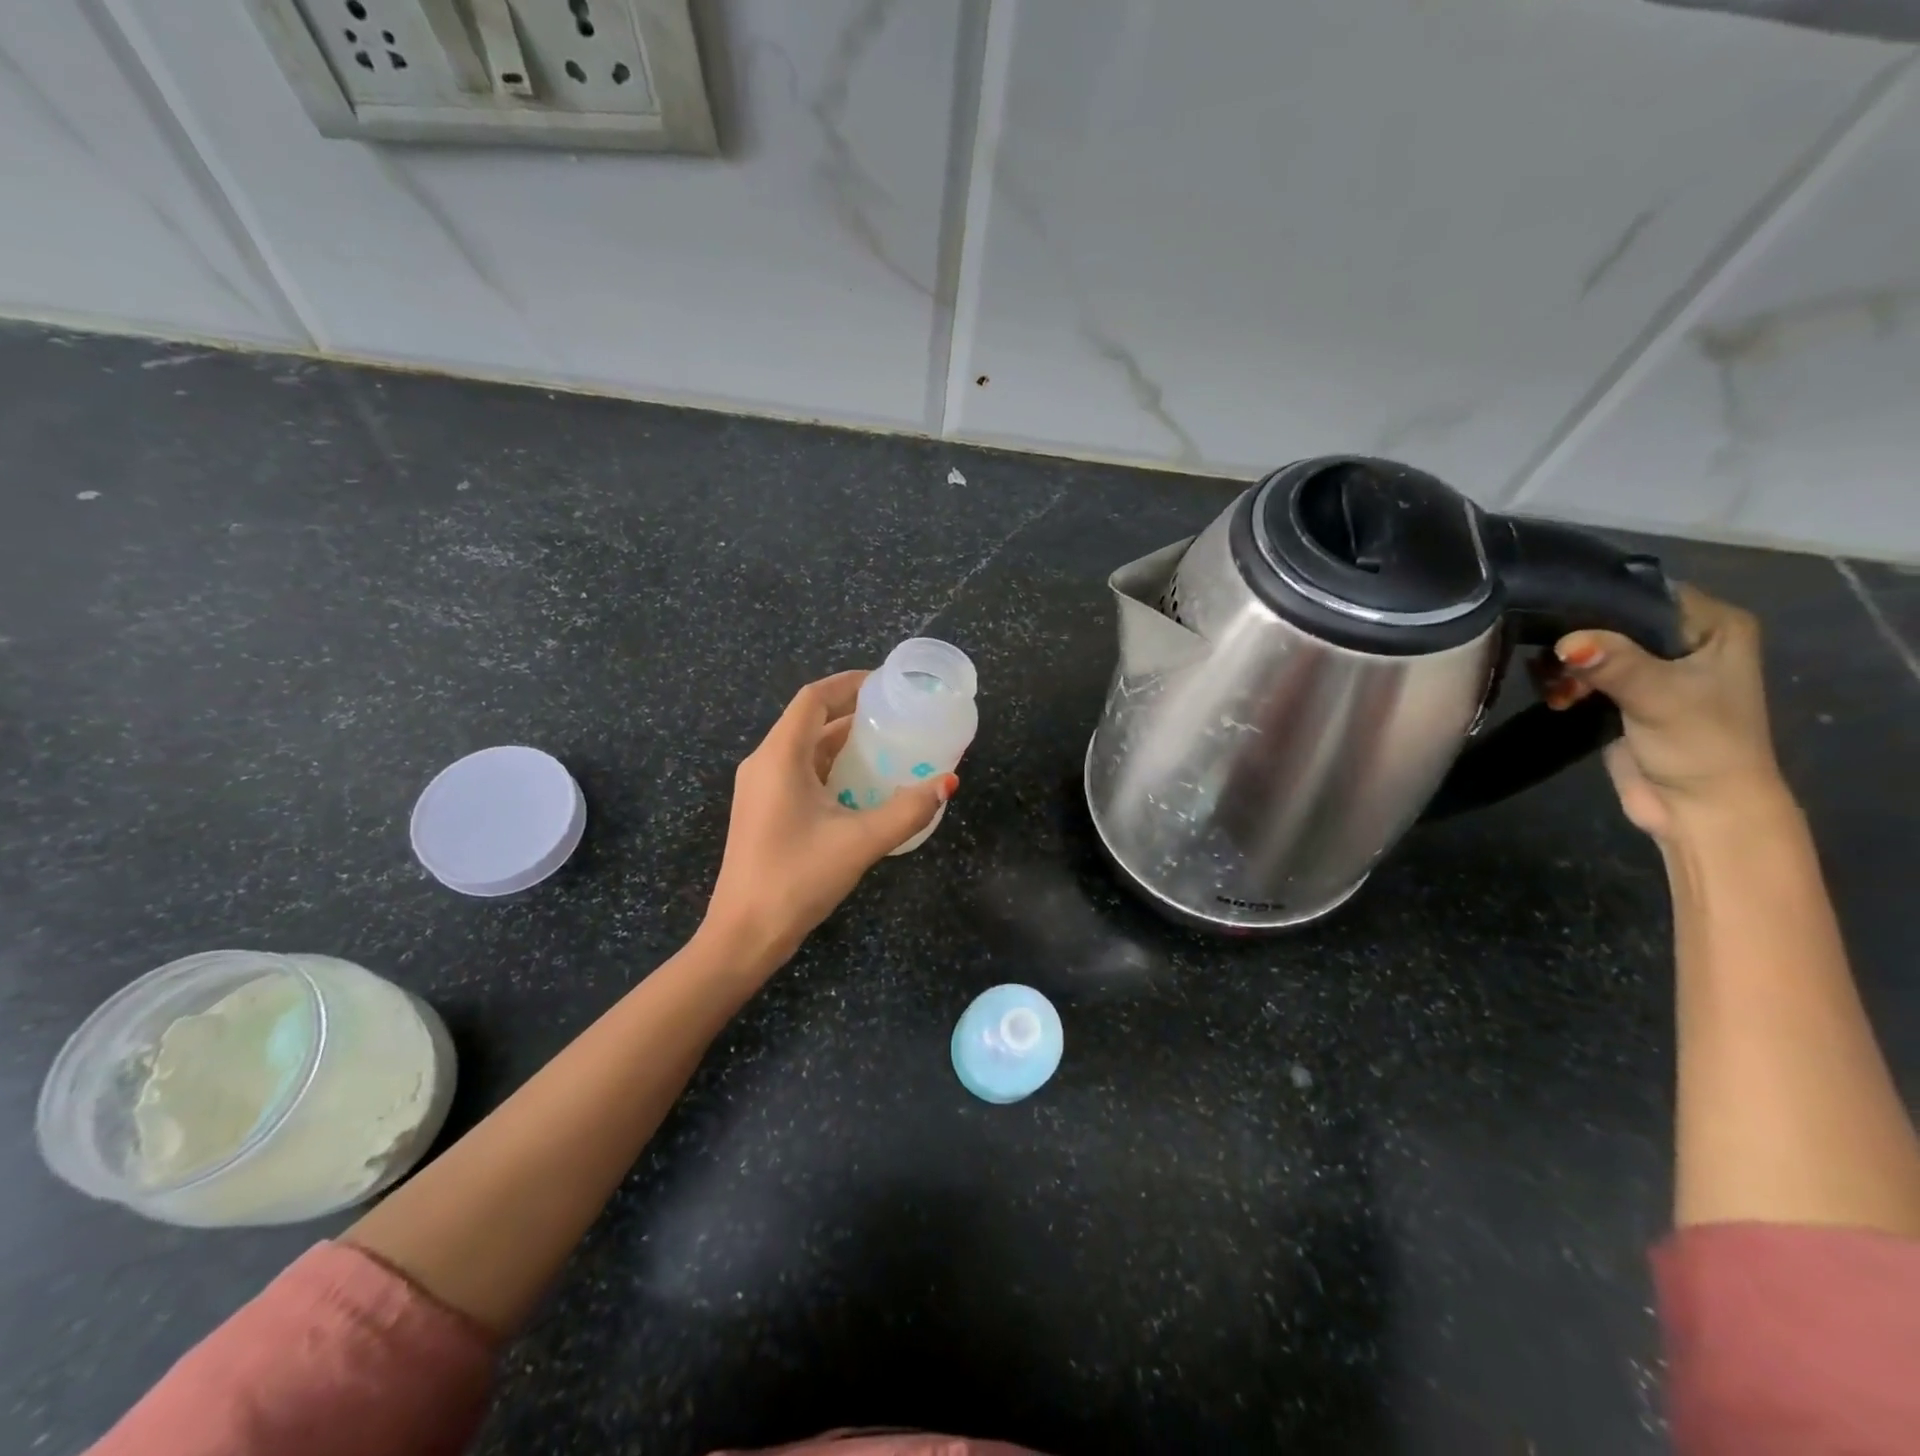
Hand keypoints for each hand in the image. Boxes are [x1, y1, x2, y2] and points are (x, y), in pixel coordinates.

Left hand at [704, 671, 957, 966]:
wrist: (743, 934)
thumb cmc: (796, 879)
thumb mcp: (859, 842)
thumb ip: (907, 810)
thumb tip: (947, 783)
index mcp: (780, 757)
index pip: (814, 698)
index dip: (849, 683)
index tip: (887, 683)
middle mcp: (765, 764)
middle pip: (811, 721)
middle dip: (854, 714)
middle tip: (899, 717)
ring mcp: (761, 789)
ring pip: (807, 750)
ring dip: (845, 744)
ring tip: (890, 747)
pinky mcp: (764, 811)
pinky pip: (802, 774)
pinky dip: (833, 770)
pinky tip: (865, 787)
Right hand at [1540, 584, 1790, 842]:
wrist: (1698, 810)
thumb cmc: (1700, 746)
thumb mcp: (1660, 698)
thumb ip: (1615, 665)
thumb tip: (1566, 643)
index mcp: (1714, 626)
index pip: (1646, 592)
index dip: (1599, 599)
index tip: (1550, 608)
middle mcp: (1685, 640)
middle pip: (1612, 620)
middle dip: (1574, 638)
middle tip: (1550, 660)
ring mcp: (1653, 669)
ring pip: (1591, 647)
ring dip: (1564, 666)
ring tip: (1556, 689)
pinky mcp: (1623, 696)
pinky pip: (1583, 674)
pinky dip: (1563, 683)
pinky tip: (1556, 699)